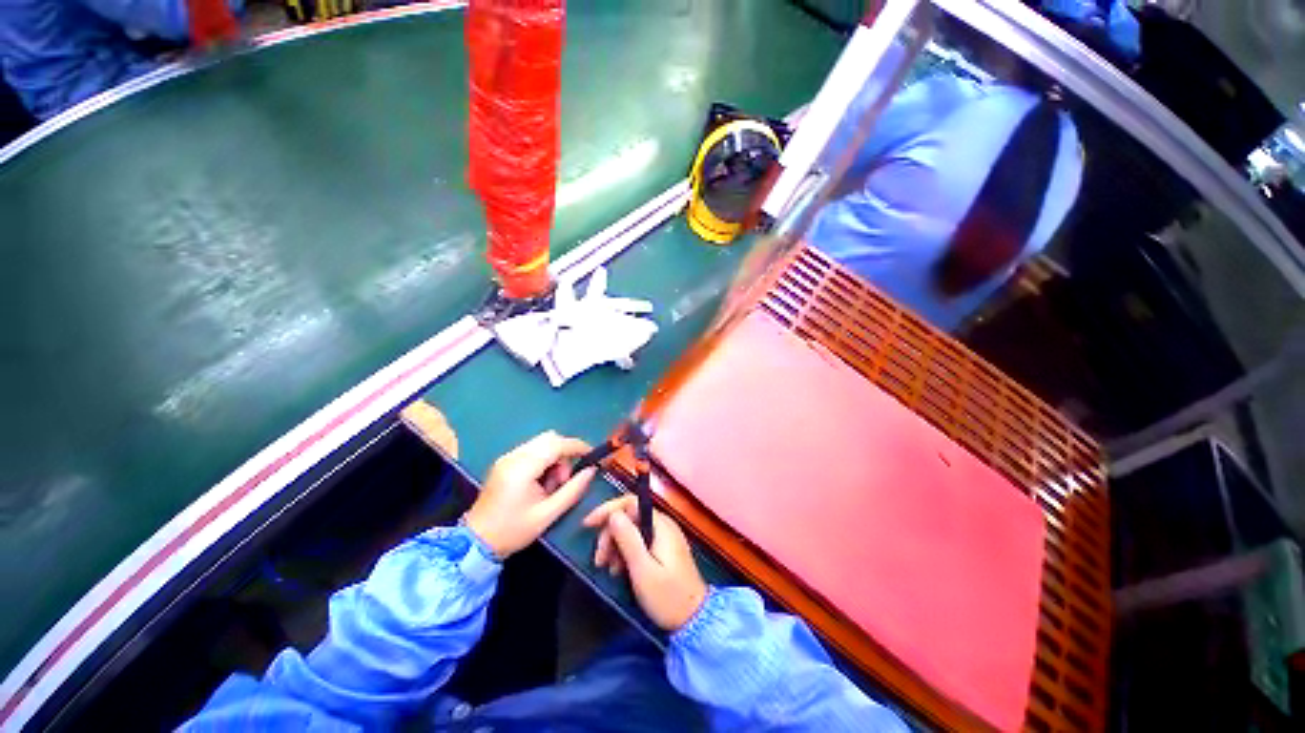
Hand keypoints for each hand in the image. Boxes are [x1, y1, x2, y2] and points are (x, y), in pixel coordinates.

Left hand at [465, 431, 595, 557]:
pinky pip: (532, 450)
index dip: (577, 446)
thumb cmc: (513, 530)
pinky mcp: (505, 462)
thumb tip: (591, 471)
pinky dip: (543, 459)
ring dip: (554, 457)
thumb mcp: (548, 515)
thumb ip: (573, 490)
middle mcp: (513, 456)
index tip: (592, 456)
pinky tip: (540, 482)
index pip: (556, 444)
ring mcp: (507, 457)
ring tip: (551, 485)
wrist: (476, 542)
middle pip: (549, 438)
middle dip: (564, 453)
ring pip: (541, 443)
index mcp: (522, 468)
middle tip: (564, 480)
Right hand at [583, 495, 707, 631]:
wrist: (695, 621)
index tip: (588, 525)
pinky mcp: (662, 550)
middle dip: (610, 534)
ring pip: (631, 530)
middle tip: (599, 559)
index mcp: (661, 525)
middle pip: (629, 517)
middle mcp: (663, 525)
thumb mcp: (643, 570)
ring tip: (607, 569)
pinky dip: (625, 552)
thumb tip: (613, 514)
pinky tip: (618, 571)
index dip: (608, 510)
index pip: (631, 503)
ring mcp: (663, 537)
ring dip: (615, 545)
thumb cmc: (668, 597)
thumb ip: (628, 539)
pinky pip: (638, 542)